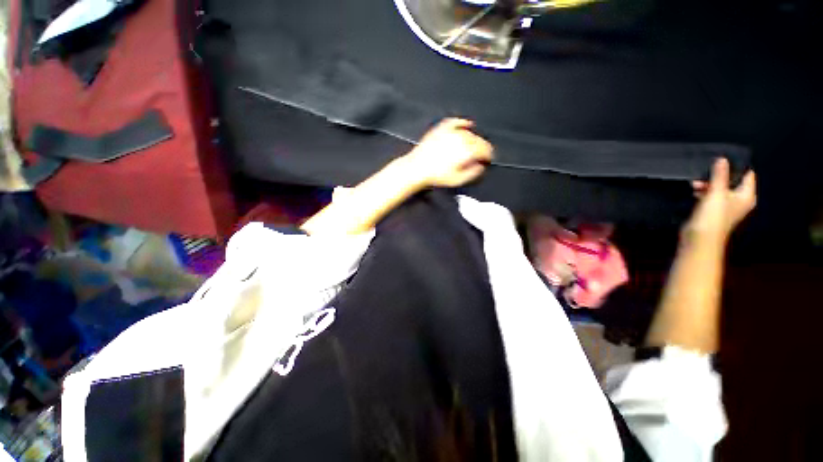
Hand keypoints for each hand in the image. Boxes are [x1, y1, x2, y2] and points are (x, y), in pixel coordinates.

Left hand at [403, 118, 493, 187]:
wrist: (417, 168)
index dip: (489, 155)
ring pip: (469, 132)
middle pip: (478, 140)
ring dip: (474, 139)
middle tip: (481, 155)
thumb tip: (481, 166)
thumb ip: (473, 172)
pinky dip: (463, 123)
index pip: (485, 149)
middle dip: (482, 148)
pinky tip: (467, 124)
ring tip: (473, 147)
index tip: (488, 160)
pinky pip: (455, 122)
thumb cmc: (436, 175)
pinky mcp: (441, 128)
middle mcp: (461, 137)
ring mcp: (450, 131)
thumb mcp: (458, 179)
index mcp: (467, 150)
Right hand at [685, 158, 756, 244]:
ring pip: (719, 189)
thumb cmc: (713, 217)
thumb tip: (722, 159)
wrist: (699, 238)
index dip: (737, 167)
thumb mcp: (717, 192)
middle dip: (717, 176)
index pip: (747, 175)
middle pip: (732, 181)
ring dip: (708, 184)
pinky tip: (694, 191)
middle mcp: (739, 201)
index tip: (722, 161)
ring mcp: (726, 207)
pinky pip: (710, 197)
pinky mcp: (713, 211)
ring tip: (695, 184)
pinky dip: (703, 192)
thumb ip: (720, 175)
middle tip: (704, 174)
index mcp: (746, 196)